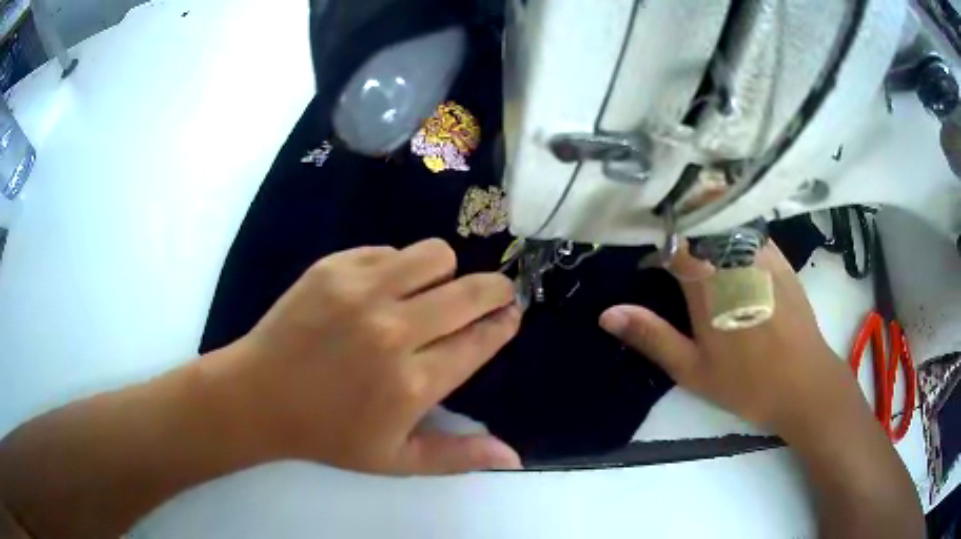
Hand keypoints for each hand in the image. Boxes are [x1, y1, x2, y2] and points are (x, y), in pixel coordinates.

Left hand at [213, 239, 522, 474]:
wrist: (259, 396)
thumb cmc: (328, 435)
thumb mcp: (396, 460)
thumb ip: (459, 457)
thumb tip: (514, 457)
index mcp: (413, 383)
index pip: (481, 339)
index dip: (504, 322)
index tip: (510, 315)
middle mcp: (393, 331)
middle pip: (472, 291)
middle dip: (495, 291)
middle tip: (490, 296)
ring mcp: (361, 291)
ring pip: (436, 255)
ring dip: (444, 273)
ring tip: (428, 293)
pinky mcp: (334, 267)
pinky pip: (390, 251)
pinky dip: (396, 268)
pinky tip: (378, 292)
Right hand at [600, 242, 850, 431]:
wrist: (803, 382)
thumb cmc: (746, 382)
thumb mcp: (692, 370)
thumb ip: (652, 337)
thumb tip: (608, 314)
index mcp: (707, 284)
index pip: (670, 240)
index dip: (652, 238)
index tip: (641, 248)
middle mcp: (733, 257)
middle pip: (696, 221)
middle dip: (675, 223)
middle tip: (663, 236)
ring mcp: (760, 253)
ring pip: (723, 218)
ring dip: (701, 221)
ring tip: (690, 235)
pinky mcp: (778, 257)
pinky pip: (747, 228)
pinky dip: (729, 228)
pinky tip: (725, 245)